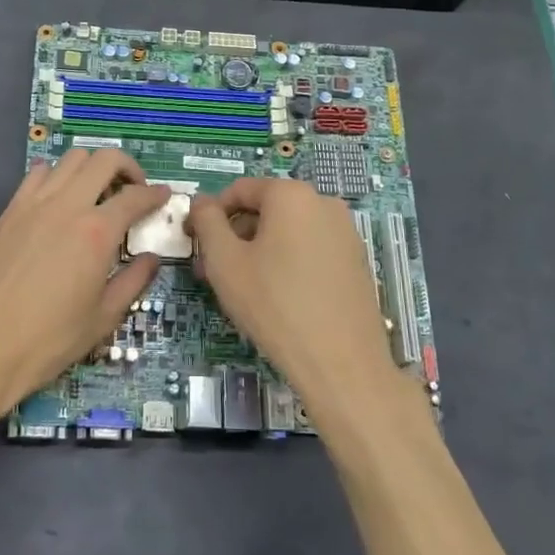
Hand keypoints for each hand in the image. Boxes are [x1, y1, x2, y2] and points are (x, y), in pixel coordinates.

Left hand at [0, 149, 168, 419]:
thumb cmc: (48, 340)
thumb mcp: (103, 318)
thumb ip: (134, 282)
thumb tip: (152, 259)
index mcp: (97, 232)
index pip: (136, 196)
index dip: (156, 194)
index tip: (165, 196)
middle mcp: (68, 205)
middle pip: (104, 160)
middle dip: (128, 167)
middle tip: (134, 190)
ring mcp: (34, 203)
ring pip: (71, 158)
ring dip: (93, 166)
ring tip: (98, 192)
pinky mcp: (10, 210)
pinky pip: (39, 173)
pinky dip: (58, 174)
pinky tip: (61, 199)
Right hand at [189, 178, 397, 416]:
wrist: (341, 363)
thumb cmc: (274, 304)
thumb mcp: (224, 261)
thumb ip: (207, 222)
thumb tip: (202, 202)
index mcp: (291, 194)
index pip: (239, 191)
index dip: (211, 215)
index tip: (197, 246)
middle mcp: (323, 203)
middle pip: (265, 210)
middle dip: (235, 236)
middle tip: (214, 273)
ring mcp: (345, 232)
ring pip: (288, 232)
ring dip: (259, 251)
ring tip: (242, 289)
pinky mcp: (356, 261)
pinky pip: (311, 250)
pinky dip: (288, 263)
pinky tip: (277, 298)